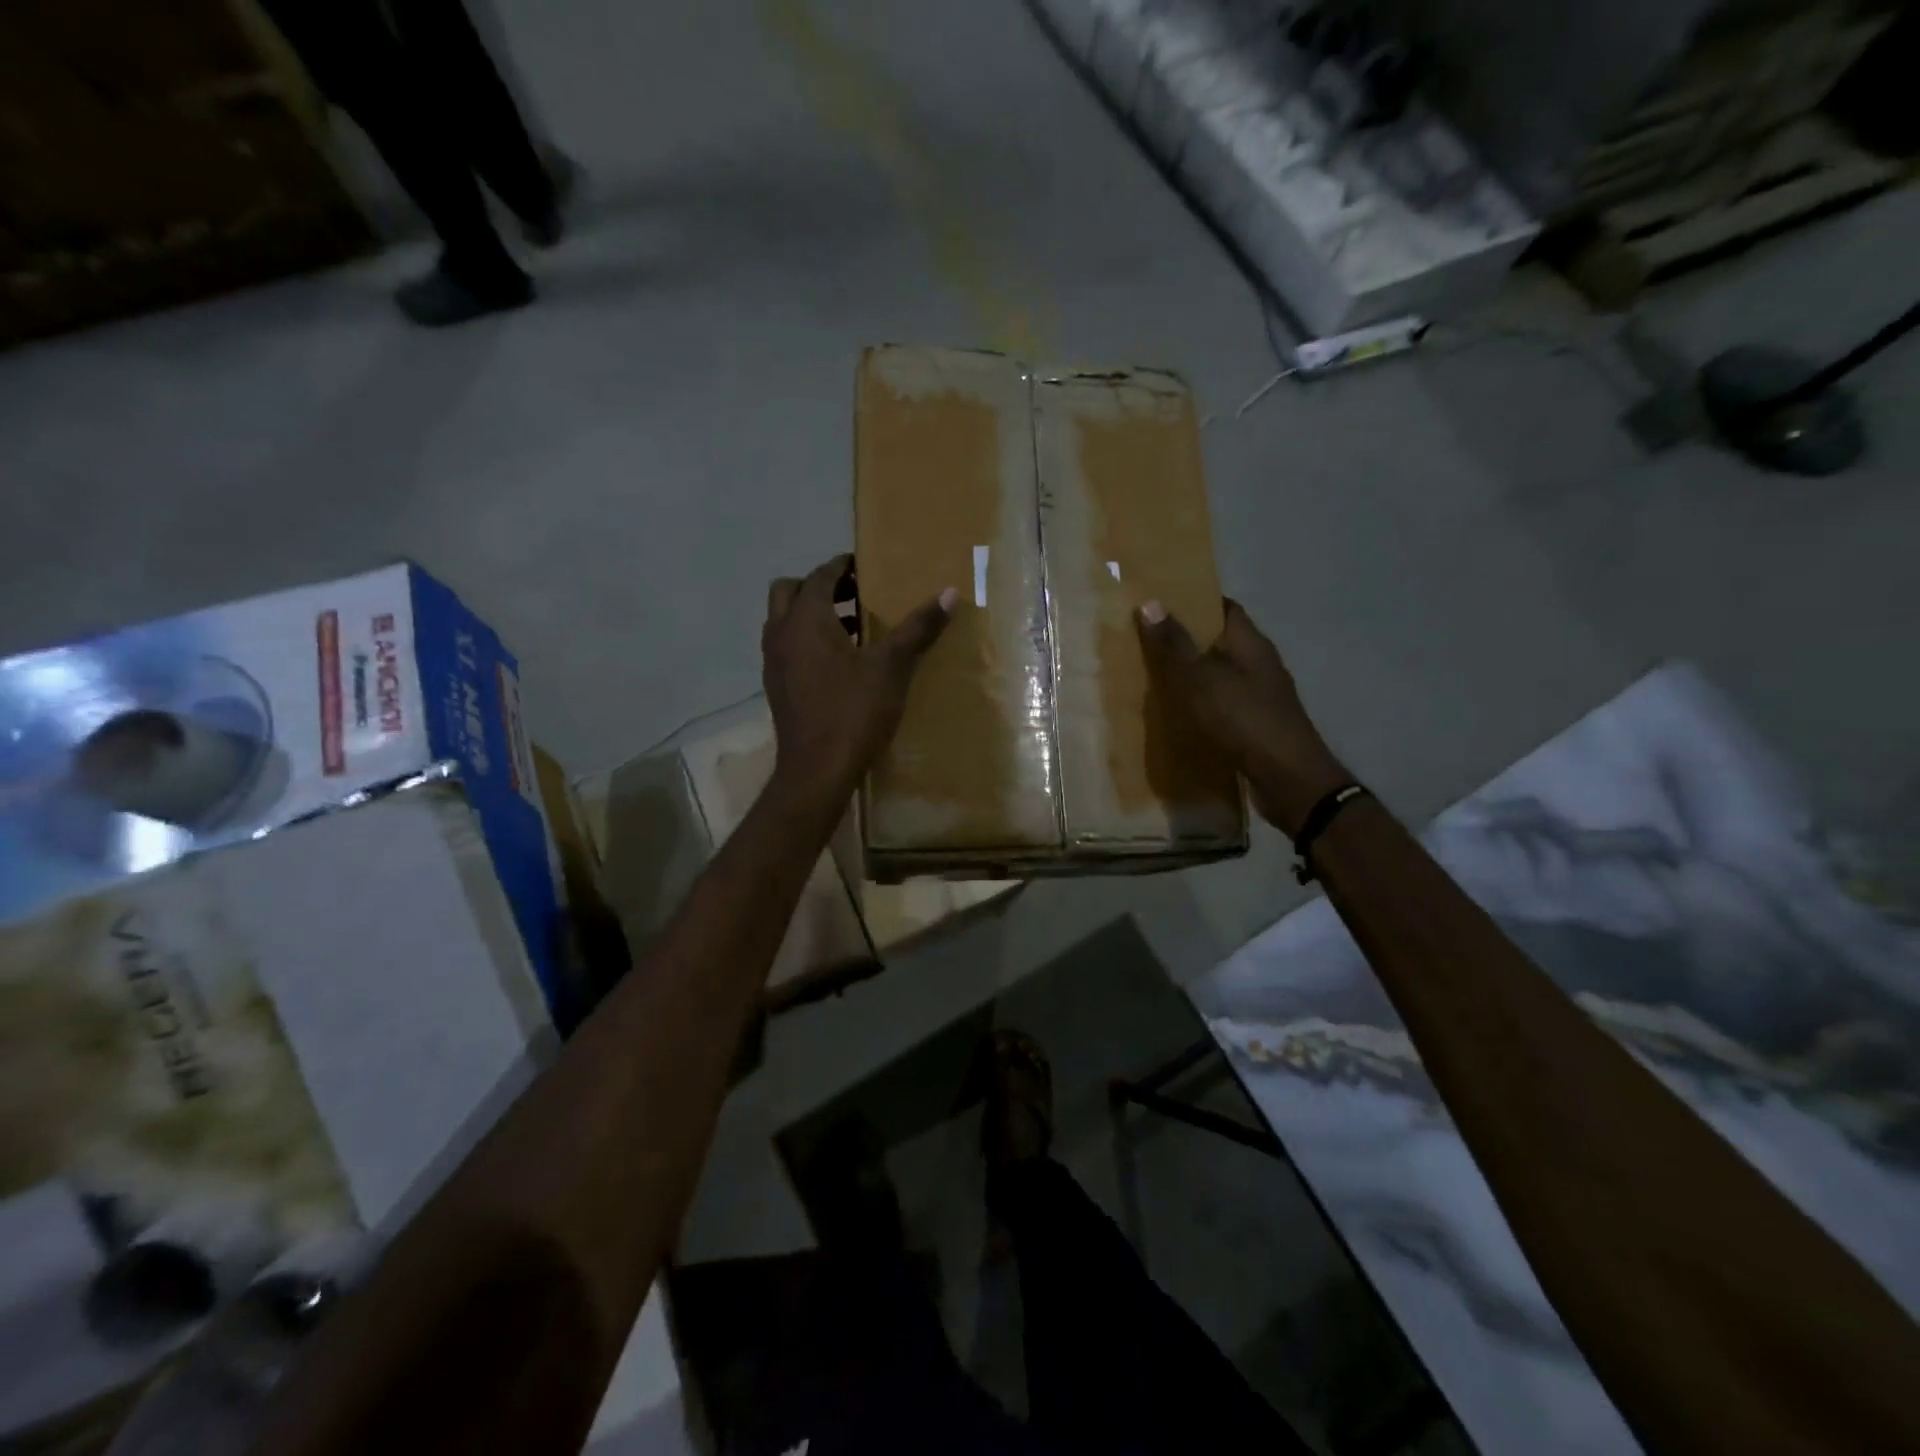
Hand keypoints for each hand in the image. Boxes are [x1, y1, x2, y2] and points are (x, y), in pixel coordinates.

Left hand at [763, 555, 954, 809]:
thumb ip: (918, 628)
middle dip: (818, 587)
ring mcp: (773, 662)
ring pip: (785, 622)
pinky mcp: (776, 687)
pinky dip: (806, 641)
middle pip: (789, 591)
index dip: (841, 567)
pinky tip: (840, 663)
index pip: (819, 576)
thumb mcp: (892, 667)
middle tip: (853, 593)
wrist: (817, 770)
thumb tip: (950, 593)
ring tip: (853, 626)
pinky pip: (787, 648)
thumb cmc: (853, 712)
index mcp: (805, 620)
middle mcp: (780, 634)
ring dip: (811, 615)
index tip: (863, 566)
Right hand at [1135, 598, 1347, 834]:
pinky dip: (1201, 702)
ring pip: (1220, 674)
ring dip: (1193, 673)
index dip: (1195, 601)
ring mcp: (1261, 696)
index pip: (1225, 608)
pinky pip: (1223, 703)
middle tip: (1146, 639)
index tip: (1160, 602)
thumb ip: (1175, 645)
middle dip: (1187, 638)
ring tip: (1153, 675)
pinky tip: (1178, 712)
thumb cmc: (1244, 720)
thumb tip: (1149, 602)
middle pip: (1221, 641)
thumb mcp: (1201, 679)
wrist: (1288, 779)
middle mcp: (1260, 664)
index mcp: (1251, 644)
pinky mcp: (1256, 725)